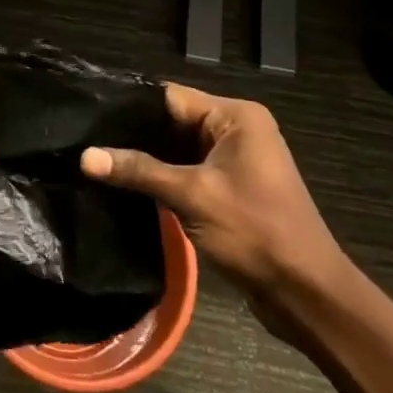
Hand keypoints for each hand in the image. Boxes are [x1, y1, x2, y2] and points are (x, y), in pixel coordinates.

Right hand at [81, 85, 352, 334]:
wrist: (307, 294)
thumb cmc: (255, 232)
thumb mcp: (192, 196)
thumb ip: (138, 171)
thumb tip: (85, 156)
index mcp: (236, 117)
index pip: (172, 98)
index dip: (131, 106)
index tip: (88, 114)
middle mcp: (238, 129)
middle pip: (174, 121)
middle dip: (135, 133)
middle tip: (86, 139)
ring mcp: (236, 159)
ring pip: (179, 148)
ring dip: (148, 158)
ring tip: (97, 159)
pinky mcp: (232, 187)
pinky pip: (190, 170)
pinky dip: (164, 176)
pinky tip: (128, 183)